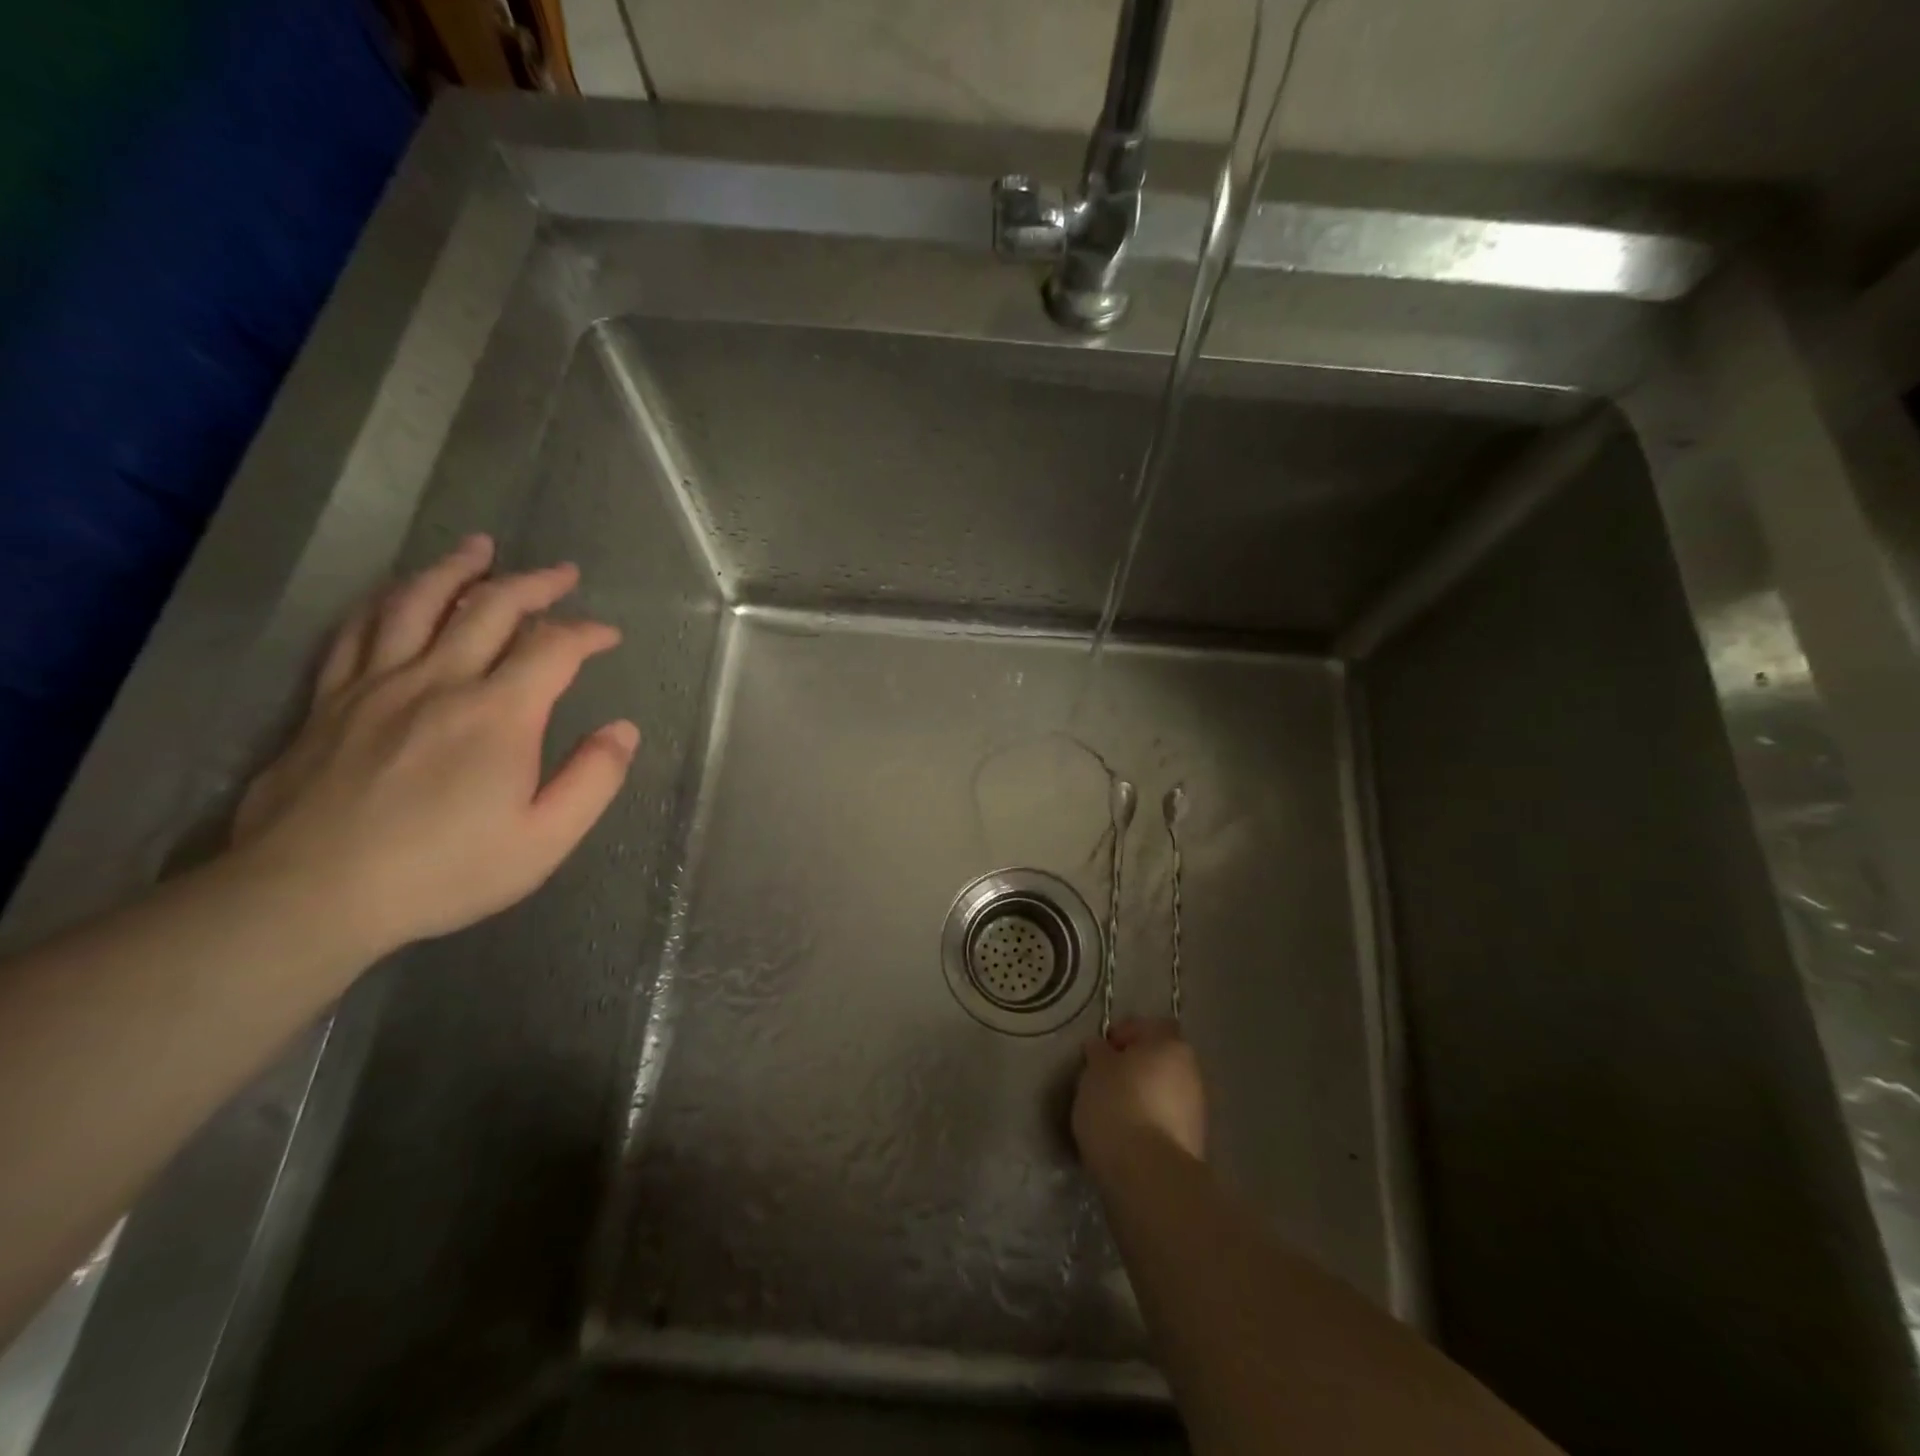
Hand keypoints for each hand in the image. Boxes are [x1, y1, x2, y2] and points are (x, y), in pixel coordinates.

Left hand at [231, 534, 637, 958]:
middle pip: (490, 608)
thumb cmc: (444, 872)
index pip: (553, 647)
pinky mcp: (329, 700)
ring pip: (417, 602)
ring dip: (456, 569)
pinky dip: (387, 601)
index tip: (608, 636)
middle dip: (534, 584)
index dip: (587, 632)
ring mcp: (377, 685)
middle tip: (561, 573)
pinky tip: (399, 594)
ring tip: (478, 548)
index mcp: (499, 714)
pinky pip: (359, 630)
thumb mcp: (545, 840)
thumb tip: (623, 731)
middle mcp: (439, 680)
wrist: (309, 896)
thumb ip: (594, 780)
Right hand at [1072, 1018, 1206, 1173]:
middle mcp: (1192, 1072)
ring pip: (1164, 1093)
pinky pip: (1166, 1122)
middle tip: (1105, 1081)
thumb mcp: (1095, 1071)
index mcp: (1170, 1045)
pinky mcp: (1194, 1145)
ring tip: (1113, 1114)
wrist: (1149, 1176)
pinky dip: (1150, 1124)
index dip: (1124, 1034)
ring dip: (1144, 1097)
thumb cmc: (1117, 1106)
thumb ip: (1099, 1054)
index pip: (1149, 1026)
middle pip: (1160, 1060)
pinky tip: (1127, 1138)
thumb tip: (1102, 1048)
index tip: (1100, 1052)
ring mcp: (1197, 1111)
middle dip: (1135, 1068)